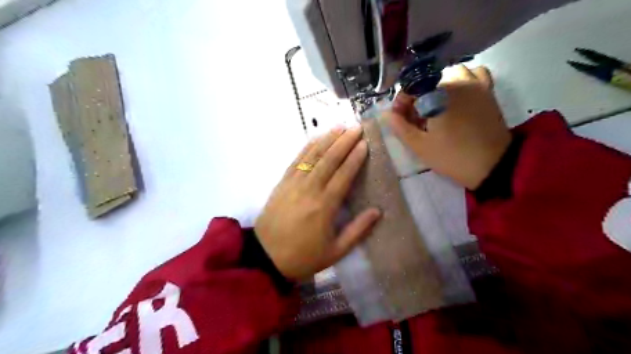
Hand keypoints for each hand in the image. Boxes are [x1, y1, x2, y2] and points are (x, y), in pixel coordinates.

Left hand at [254, 125, 380, 279]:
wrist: (265, 257)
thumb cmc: (303, 256)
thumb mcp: (335, 252)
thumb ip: (357, 230)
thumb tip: (377, 211)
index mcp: (324, 206)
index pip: (343, 175)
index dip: (355, 158)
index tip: (364, 143)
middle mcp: (309, 190)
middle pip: (329, 160)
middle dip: (344, 142)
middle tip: (356, 127)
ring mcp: (293, 184)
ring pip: (312, 156)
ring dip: (327, 139)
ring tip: (340, 127)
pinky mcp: (282, 183)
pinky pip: (296, 160)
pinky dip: (307, 147)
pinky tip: (316, 138)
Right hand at [384, 63, 511, 188]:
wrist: (493, 165)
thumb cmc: (452, 156)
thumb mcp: (419, 146)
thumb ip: (400, 127)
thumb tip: (387, 114)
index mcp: (436, 94)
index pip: (410, 88)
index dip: (401, 103)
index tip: (399, 119)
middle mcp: (455, 82)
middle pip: (427, 83)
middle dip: (417, 100)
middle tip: (416, 121)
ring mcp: (474, 84)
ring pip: (449, 75)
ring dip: (438, 87)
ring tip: (435, 107)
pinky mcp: (487, 91)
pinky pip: (474, 74)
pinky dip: (463, 80)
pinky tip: (458, 96)